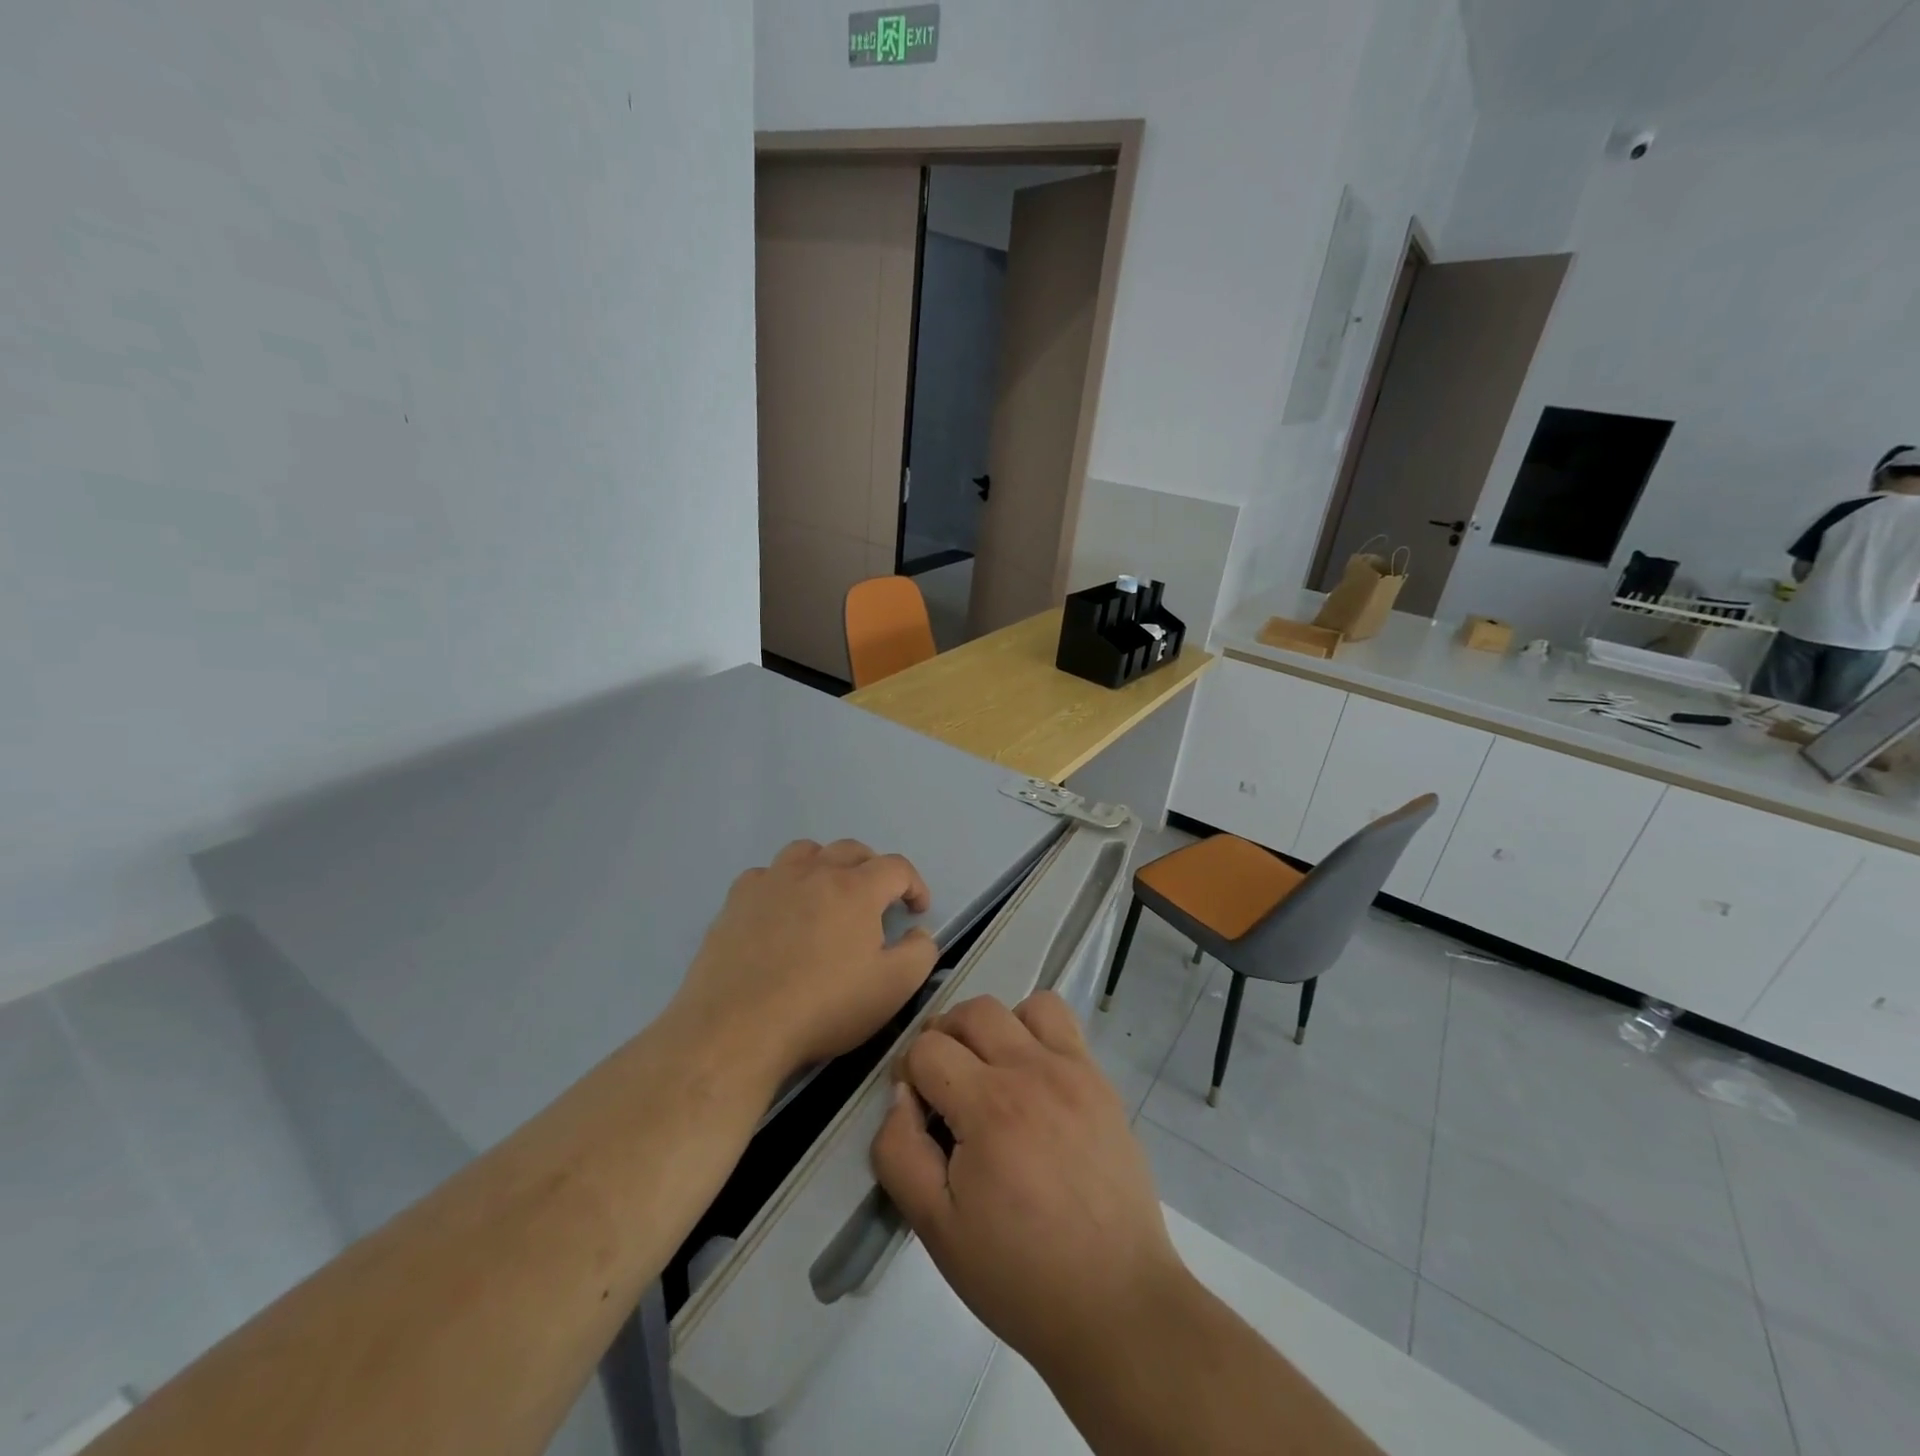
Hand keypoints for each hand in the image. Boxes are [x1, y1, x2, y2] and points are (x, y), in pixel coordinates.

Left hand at [672, 839, 939, 1082]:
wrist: (738, 1027)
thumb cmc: (823, 1008)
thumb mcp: (892, 988)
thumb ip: (920, 953)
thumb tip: (917, 932)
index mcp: (856, 889)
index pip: (896, 867)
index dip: (914, 885)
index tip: (916, 911)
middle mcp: (814, 872)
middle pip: (852, 850)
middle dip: (873, 869)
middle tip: (877, 901)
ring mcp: (771, 882)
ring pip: (806, 852)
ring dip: (826, 865)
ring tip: (828, 895)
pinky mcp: (736, 900)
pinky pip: (766, 875)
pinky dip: (782, 884)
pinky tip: (781, 912)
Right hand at [872, 993, 1187, 1381]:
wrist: (1115, 1303)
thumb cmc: (1018, 1274)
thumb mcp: (936, 1229)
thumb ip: (900, 1152)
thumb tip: (901, 1096)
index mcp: (988, 1106)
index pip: (927, 1049)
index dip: (908, 1074)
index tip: (917, 1113)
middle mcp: (1032, 1071)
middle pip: (972, 1011)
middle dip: (943, 1037)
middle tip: (943, 1084)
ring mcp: (1074, 1070)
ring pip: (1023, 1005)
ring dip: (996, 1027)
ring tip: (991, 1072)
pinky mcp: (1101, 1081)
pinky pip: (1064, 1024)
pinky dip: (1037, 1033)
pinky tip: (1034, 1080)